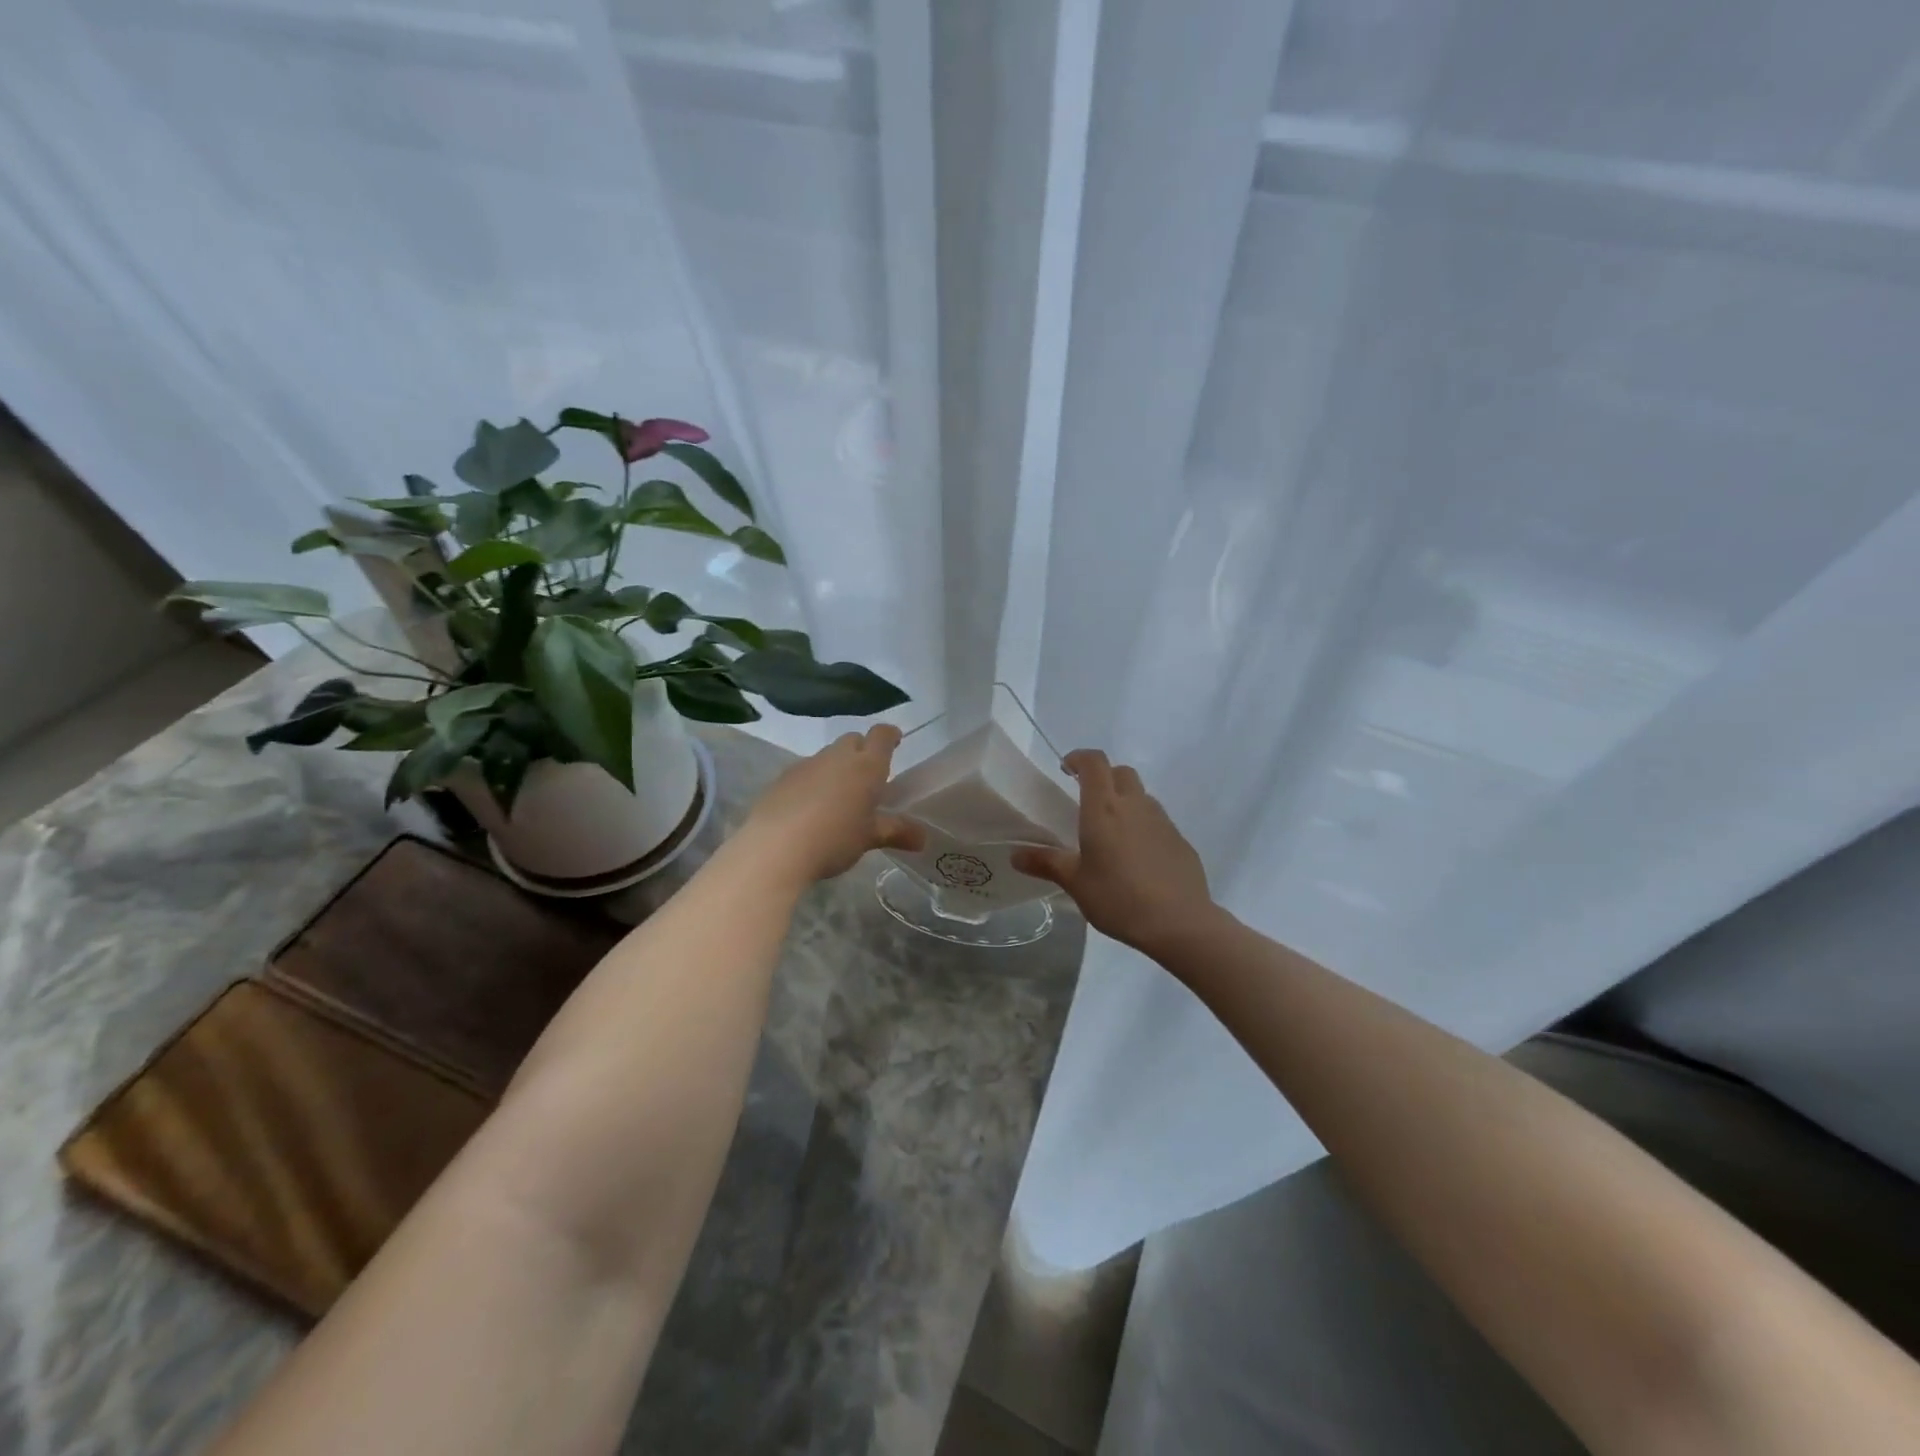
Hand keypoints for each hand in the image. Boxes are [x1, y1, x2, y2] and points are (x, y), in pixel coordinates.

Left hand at [738, 725, 925, 885]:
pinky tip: (810, 807)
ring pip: (827, 755)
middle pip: (852, 740)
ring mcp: (806, 765)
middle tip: (867, 775)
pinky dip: (813, 781)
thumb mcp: (869, 838)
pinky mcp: (782, 778)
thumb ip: (896, 832)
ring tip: (838, 796)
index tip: (895, 740)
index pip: (881, 735)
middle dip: (862, 750)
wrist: (775, 848)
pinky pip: (805, 771)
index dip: (890, 735)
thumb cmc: (834, 839)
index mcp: (866, 766)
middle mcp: (837, 757)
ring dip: (836, 767)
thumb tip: (923, 838)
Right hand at [1012, 750, 1213, 954]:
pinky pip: (1157, 821)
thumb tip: (1015, 855)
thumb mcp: (1075, 883)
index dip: (1079, 758)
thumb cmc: (1118, 898)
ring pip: (1141, 796)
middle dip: (1103, 777)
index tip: (1066, 769)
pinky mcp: (1180, 840)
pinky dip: (1143, 826)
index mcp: (1104, 808)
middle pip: (1121, 773)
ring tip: (1112, 832)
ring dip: (1125, 801)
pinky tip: (1137, 858)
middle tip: (1087, 799)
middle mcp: (1135, 805)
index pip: (1094, 763)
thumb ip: (1046, 863)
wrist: (1179, 923)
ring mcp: (1162, 821)